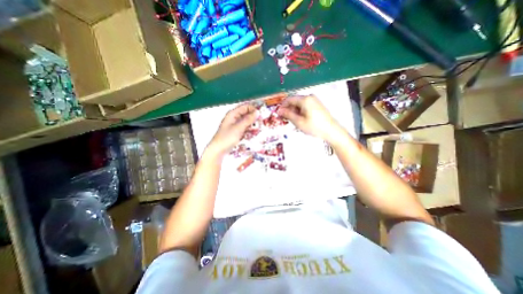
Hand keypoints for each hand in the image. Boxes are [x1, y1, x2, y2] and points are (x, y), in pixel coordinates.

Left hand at [208, 104, 257, 156]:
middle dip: (254, 118)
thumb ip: (248, 120)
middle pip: (247, 114)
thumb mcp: (238, 128)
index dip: (253, 109)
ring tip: (259, 129)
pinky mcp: (237, 132)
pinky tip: (254, 134)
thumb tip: (257, 112)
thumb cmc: (227, 138)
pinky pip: (245, 128)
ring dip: (253, 125)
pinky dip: (250, 130)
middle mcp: (234, 118)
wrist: (219, 150)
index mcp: (233, 114)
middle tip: (262, 123)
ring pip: (247, 122)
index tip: (261, 115)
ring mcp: (236, 125)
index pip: (245, 107)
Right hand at [275, 95, 345, 142]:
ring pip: (299, 104)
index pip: (289, 99)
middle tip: (284, 118)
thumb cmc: (314, 127)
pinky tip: (299, 119)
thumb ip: (288, 114)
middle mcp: (309, 97)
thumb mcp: (299, 122)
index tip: (278, 114)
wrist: (331, 131)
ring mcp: (314, 100)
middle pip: (294, 100)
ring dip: (293, 111)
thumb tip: (279, 110)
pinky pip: (305, 106)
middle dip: (288, 109)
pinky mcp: (317, 105)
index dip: (282, 106)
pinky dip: (299, 111)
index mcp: (305, 99)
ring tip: (291, 120)